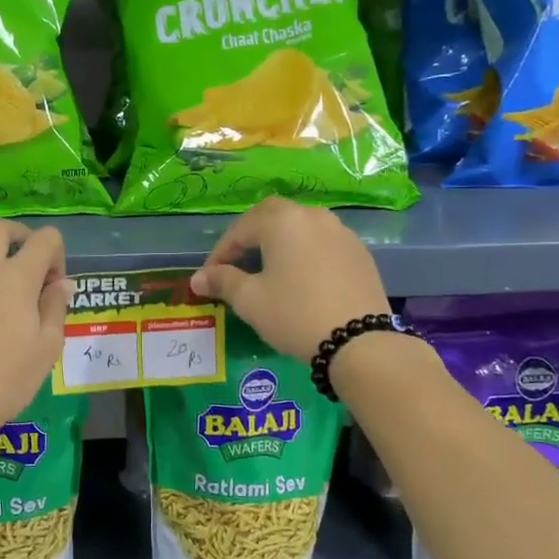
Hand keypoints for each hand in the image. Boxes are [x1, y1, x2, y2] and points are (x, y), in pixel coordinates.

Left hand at [0, 220, 69, 441]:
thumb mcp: (47, 347)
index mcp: (16, 277)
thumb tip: (60, 283)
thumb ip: (55, 306)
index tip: (51, 284)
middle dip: (19, 239)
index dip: (56, 255)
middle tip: (24, 267)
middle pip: (1, 228)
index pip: (45, 239)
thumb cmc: (5, 380)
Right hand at [189, 198, 389, 358]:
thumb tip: (198, 278)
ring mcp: (341, 232)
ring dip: (278, 243)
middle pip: (272, 217)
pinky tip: (300, 279)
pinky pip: (322, 243)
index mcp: (282, 221)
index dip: (220, 253)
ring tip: (267, 270)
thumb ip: (222, 282)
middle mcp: (312, 216)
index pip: (240, 229)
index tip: (209, 277)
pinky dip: (304, 253)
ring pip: (300, 228)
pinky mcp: (359, 253)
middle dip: (249, 237)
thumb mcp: (250, 300)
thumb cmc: (295, 315)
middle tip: (236, 264)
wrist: (359, 342)